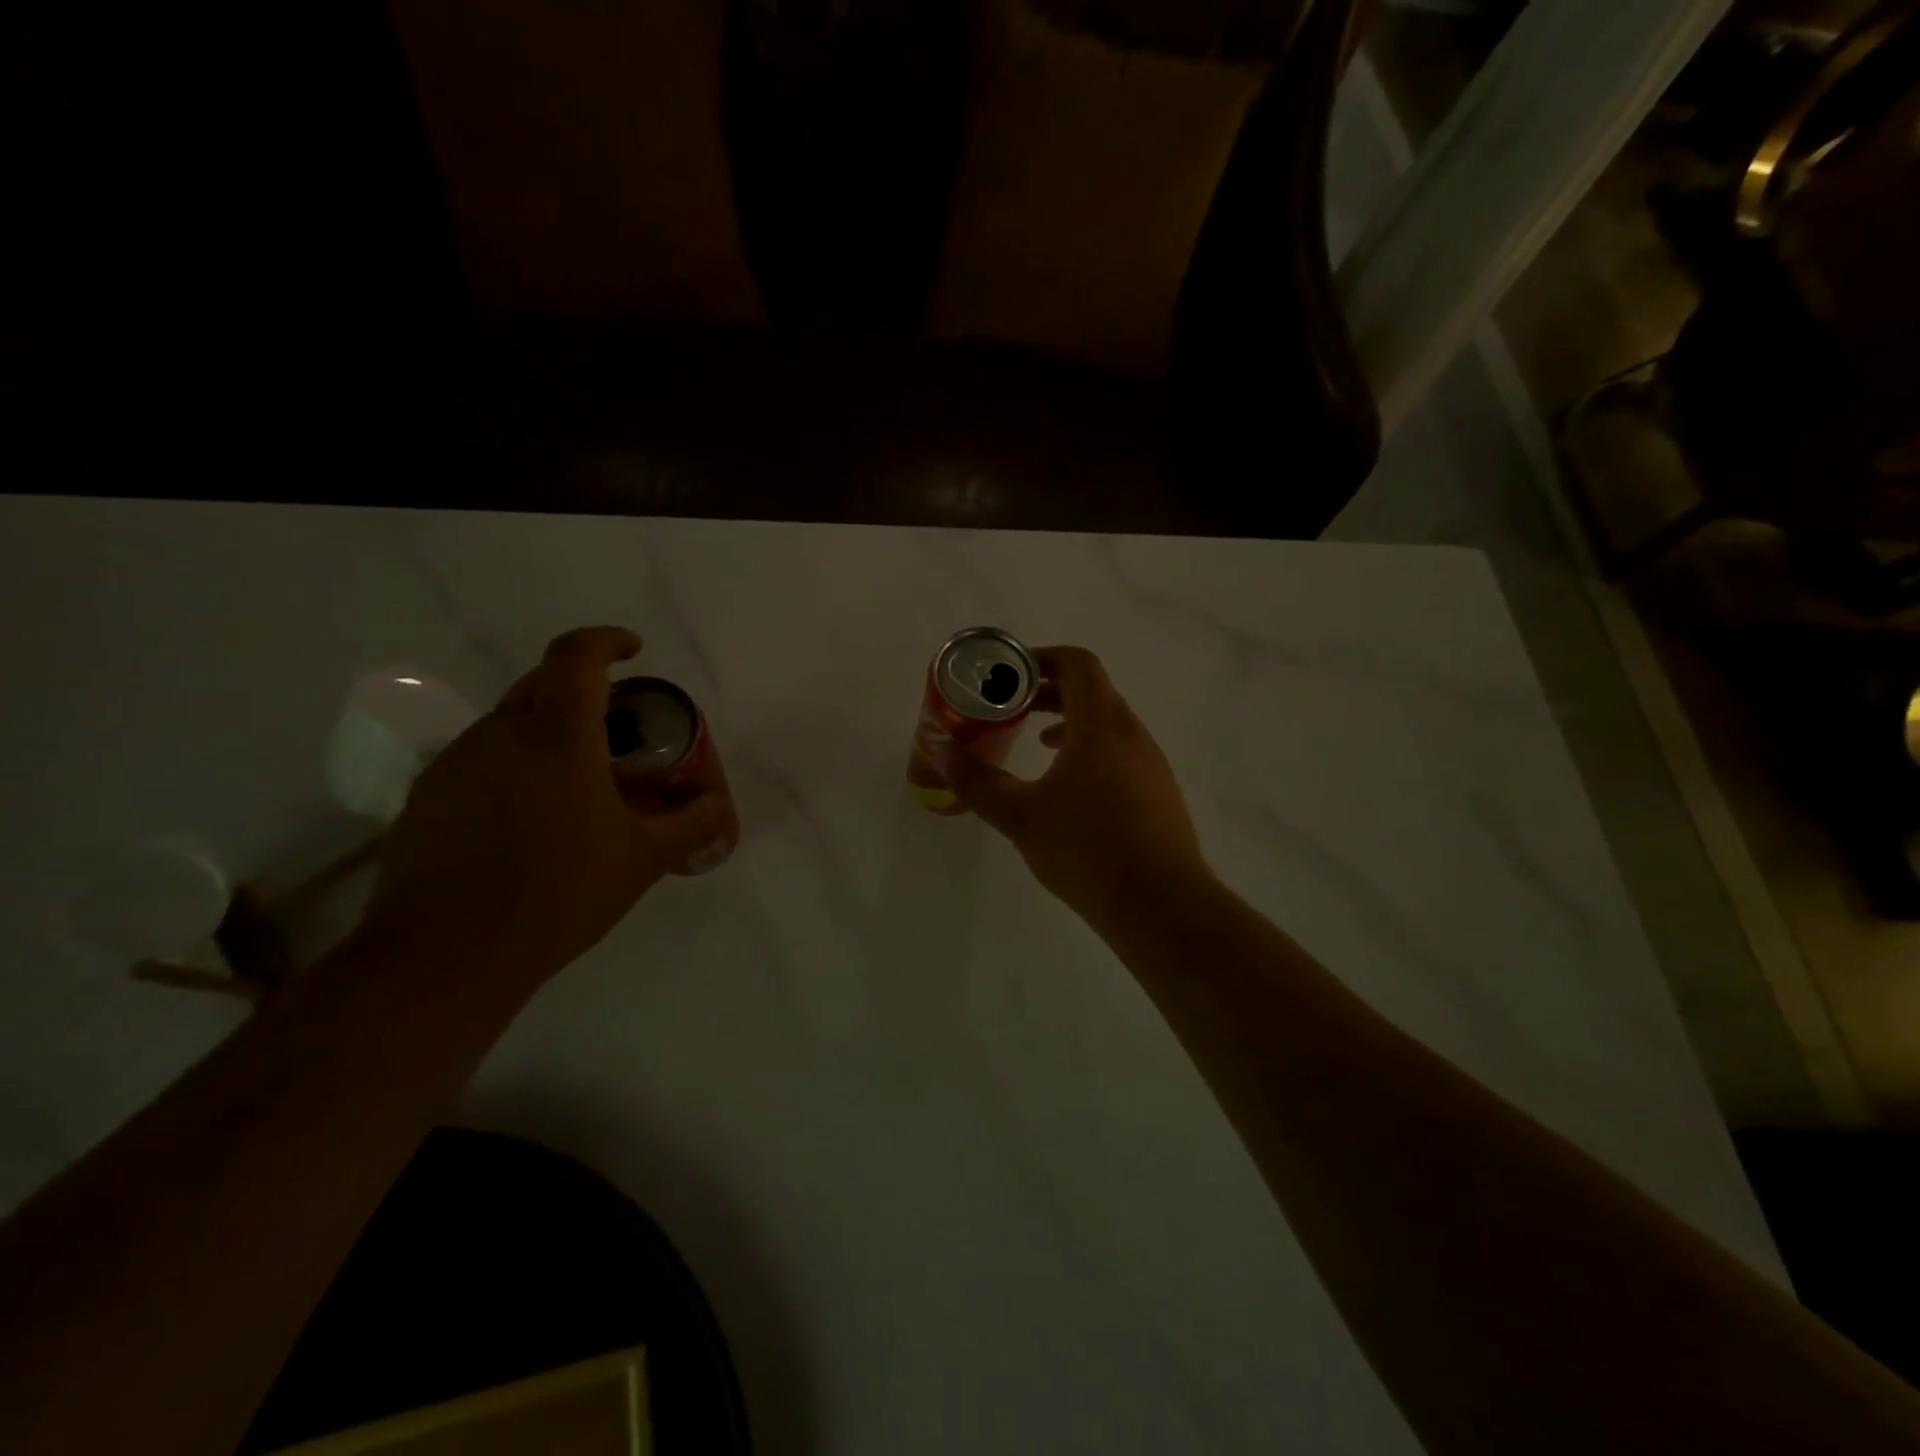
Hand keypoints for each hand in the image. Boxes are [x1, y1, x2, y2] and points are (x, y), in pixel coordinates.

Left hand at [362, 627, 731, 989]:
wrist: (445, 956)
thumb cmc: (558, 895)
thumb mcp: (642, 860)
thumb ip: (690, 824)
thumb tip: (718, 804)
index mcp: (557, 738)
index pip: (576, 657)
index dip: (606, 641)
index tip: (633, 650)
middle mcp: (500, 735)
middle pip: (543, 683)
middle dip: (585, 692)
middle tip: (618, 731)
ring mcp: (456, 764)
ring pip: (511, 723)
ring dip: (550, 733)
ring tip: (579, 783)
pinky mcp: (428, 796)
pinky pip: (483, 759)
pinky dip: (516, 766)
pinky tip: (532, 818)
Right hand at [946, 646, 1215, 924]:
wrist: (1161, 904)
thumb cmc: (1086, 850)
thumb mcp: (1020, 816)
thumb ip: (978, 781)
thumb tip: (943, 752)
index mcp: (1101, 725)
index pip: (1078, 664)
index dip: (1043, 658)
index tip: (1010, 673)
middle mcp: (1132, 733)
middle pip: (1092, 690)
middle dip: (1049, 690)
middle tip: (1011, 705)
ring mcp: (1151, 762)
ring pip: (1107, 721)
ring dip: (1070, 720)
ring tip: (1034, 739)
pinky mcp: (1158, 791)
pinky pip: (1120, 750)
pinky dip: (1090, 748)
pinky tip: (1068, 785)